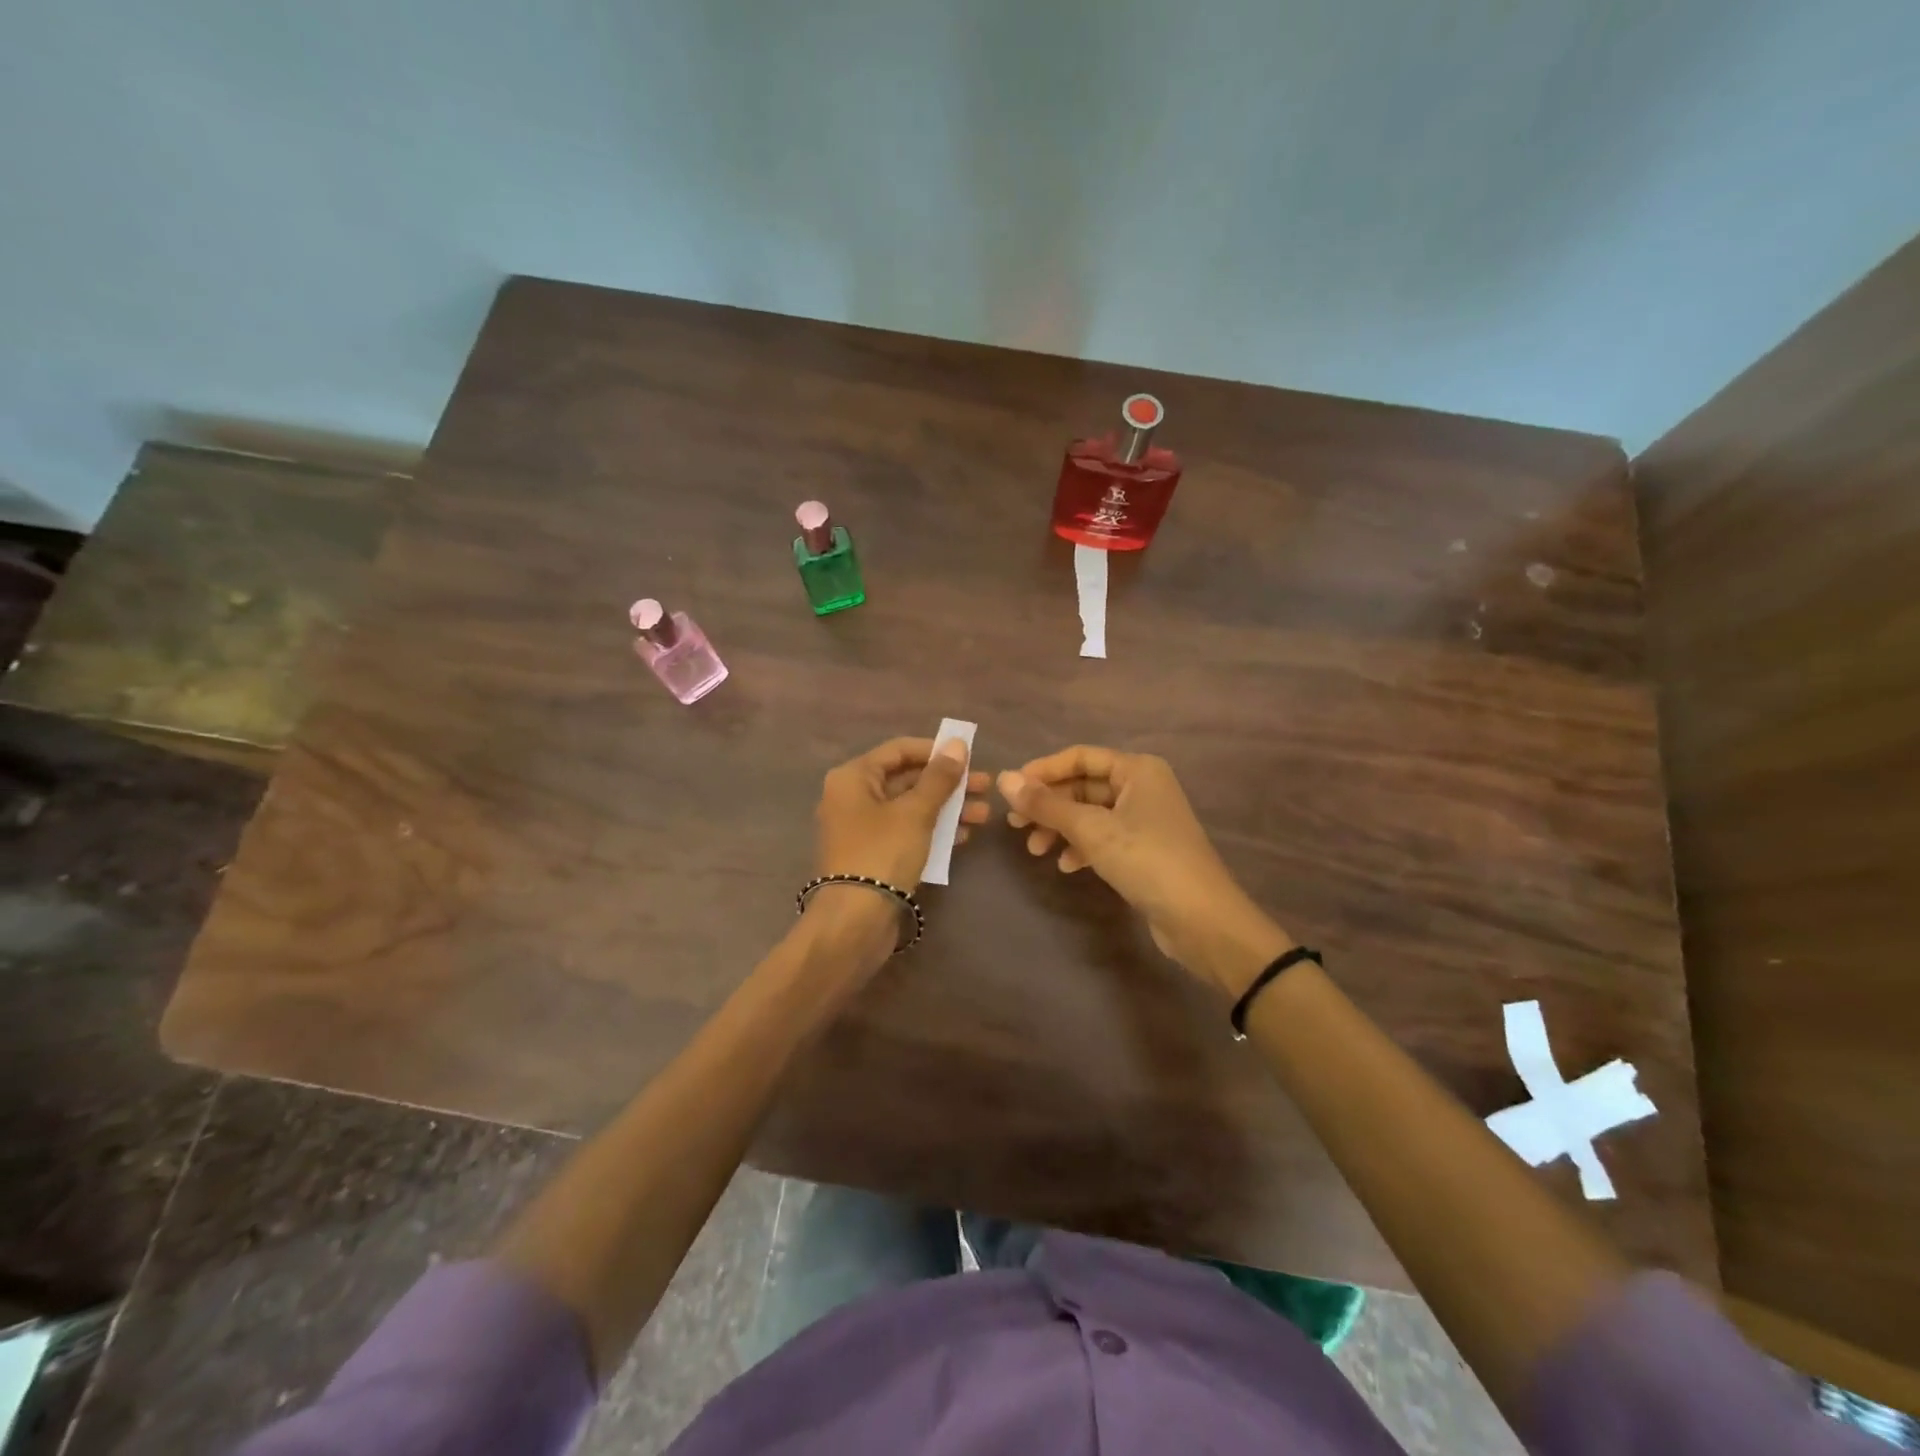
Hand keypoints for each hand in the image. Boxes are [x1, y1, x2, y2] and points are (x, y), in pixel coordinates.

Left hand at [815, 736, 989, 889]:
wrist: (855, 921)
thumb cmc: (883, 853)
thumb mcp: (916, 812)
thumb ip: (939, 778)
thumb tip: (957, 744)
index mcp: (853, 777)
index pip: (899, 750)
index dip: (935, 750)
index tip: (969, 756)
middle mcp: (853, 797)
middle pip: (906, 779)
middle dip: (948, 783)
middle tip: (986, 786)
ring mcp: (863, 828)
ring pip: (910, 808)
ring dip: (947, 808)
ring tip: (985, 814)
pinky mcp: (874, 855)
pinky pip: (907, 832)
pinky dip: (933, 830)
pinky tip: (964, 835)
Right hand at [997, 746, 1293, 995]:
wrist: (1202, 919)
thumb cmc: (1147, 860)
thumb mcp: (1091, 829)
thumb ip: (1046, 804)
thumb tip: (1003, 779)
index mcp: (1137, 770)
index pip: (1080, 757)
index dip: (1043, 771)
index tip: (1011, 790)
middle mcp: (1143, 787)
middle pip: (1084, 786)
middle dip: (1049, 805)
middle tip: (1015, 825)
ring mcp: (1145, 820)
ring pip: (1091, 814)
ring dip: (1061, 828)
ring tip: (1035, 850)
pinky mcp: (1145, 850)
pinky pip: (1104, 838)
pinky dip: (1082, 847)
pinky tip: (1066, 866)